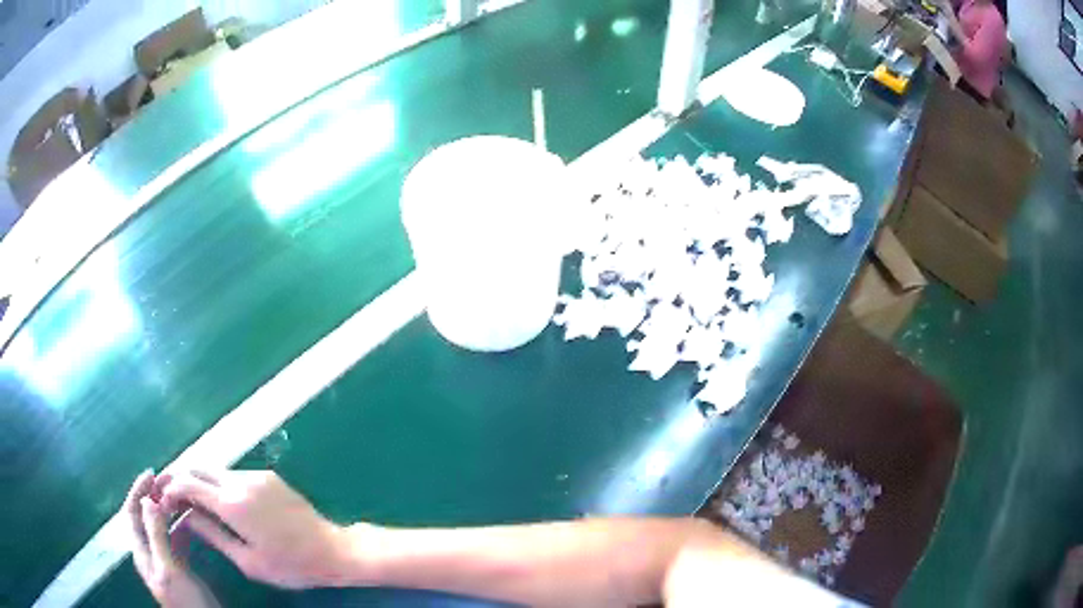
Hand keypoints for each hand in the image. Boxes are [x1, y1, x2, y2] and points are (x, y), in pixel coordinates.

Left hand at [124, 471, 220, 607]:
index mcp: (142, 551)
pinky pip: (176, 538)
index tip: (152, 473)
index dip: (138, 491)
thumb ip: (157, 537)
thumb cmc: (186, 601)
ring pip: (161, 526)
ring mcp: (164, 559)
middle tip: (170, 481)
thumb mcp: (170, 570)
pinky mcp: (180, 566)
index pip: (132, 512)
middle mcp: (149, 551)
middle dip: (154, 496)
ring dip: (168, 509)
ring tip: (181, 496)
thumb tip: (148, 501)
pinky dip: (181, 525)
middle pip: (145, 516)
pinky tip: (192, 520)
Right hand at [160, 470, 360, 588]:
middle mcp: (240, 481)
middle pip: (198, 468)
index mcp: (232, 503)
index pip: (188, 483)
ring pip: (216, 469)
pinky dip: (219, 483)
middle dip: (180, 478)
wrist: (333, 550)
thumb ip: (212, 534)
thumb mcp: (247, 560)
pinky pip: (234, 474)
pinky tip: (220, 501)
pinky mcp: (269, 476)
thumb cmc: (291, 565)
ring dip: (199, 480)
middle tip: (170, 495)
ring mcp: (257, 475)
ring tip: (192, 501)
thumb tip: (185, 516)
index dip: (170, 488)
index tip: (162, 499)